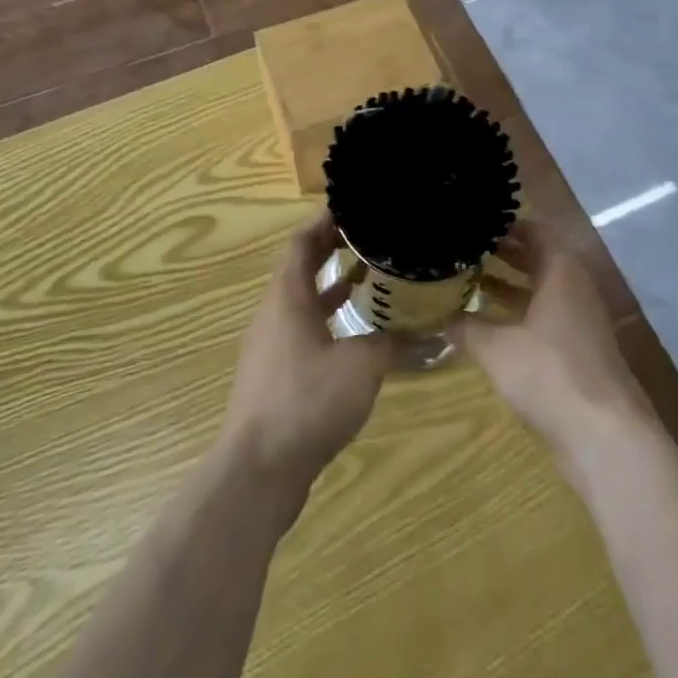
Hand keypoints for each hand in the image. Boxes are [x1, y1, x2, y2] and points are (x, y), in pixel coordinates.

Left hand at [218, 213, 396, 503]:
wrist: (258, 471)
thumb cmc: (306, 402)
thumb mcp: (361, 365)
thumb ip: (389, 340)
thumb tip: (418, 328)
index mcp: (287, 297)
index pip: (301, 241)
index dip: (324, 220)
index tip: (352, 206)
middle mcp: (274, 313)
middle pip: (300, 267)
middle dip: (331, 247)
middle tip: (367, 234)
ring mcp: (271, 345)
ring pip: (302, 300)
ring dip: (331, 284)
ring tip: (368, 274)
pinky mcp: (275, 374)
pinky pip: (303, 329)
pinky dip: (328, 318)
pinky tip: (355, 331)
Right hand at [453, 221, 655, 466]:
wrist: (605, 438)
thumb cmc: (550, 374)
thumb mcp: (496, 348)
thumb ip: (467, 327)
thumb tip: (440, 317)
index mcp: (561, 271)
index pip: (534, 231)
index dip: (506, 226)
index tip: (475, 223)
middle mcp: (575, 288)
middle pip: (538, 260)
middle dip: (504, 255)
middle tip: (466, 250)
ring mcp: (580, 322)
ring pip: (541, 292)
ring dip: (509, 287)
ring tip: (470, 283)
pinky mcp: (579, 353)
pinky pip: (546, 320)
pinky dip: (520, 316)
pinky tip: (490, 327)